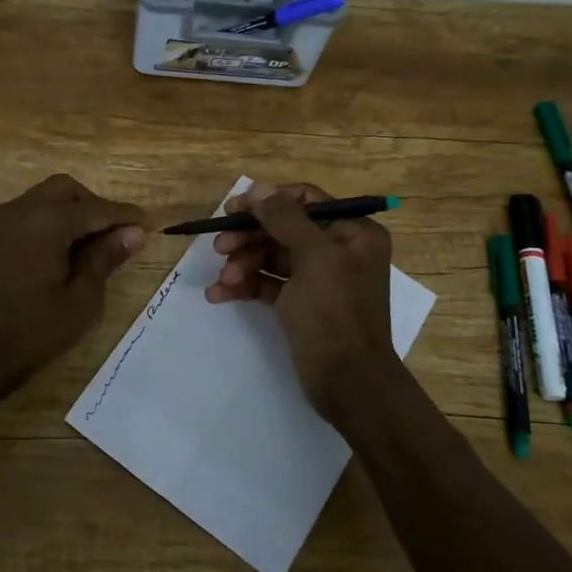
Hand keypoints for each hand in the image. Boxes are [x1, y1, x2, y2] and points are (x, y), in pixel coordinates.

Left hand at [0, 175, 146, 395]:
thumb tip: (134, 232)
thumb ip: (106, 258)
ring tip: (94, 245)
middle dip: (94, 205)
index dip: (123, 216)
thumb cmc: (33, 331)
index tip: (148, 224)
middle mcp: (20, 210)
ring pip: (45, 198)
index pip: (94, 208)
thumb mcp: (81, 300)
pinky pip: (29, 213)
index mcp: (45, 221)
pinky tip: (64, 250)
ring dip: (72, 211)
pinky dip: (51, 220)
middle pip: (66, 190)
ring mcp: (1, 221)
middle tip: (117, 235)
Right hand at [205, 182, 398, 412]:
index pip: (306, 200)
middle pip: (283, 229)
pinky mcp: (300, 304)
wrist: (348, 383)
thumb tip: (259, 188)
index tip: (233, 209)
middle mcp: (338, 251)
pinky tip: (218, 295)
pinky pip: (267, 285)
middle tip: (219, 247)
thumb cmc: (335, 314)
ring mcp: (318, 279)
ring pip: (271, 257)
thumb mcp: (313, 259)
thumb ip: (285, 219)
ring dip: (243, 264)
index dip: (268, 201)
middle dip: (250, 237)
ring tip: (224, 279)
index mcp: (353, 233)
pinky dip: (245, 286)